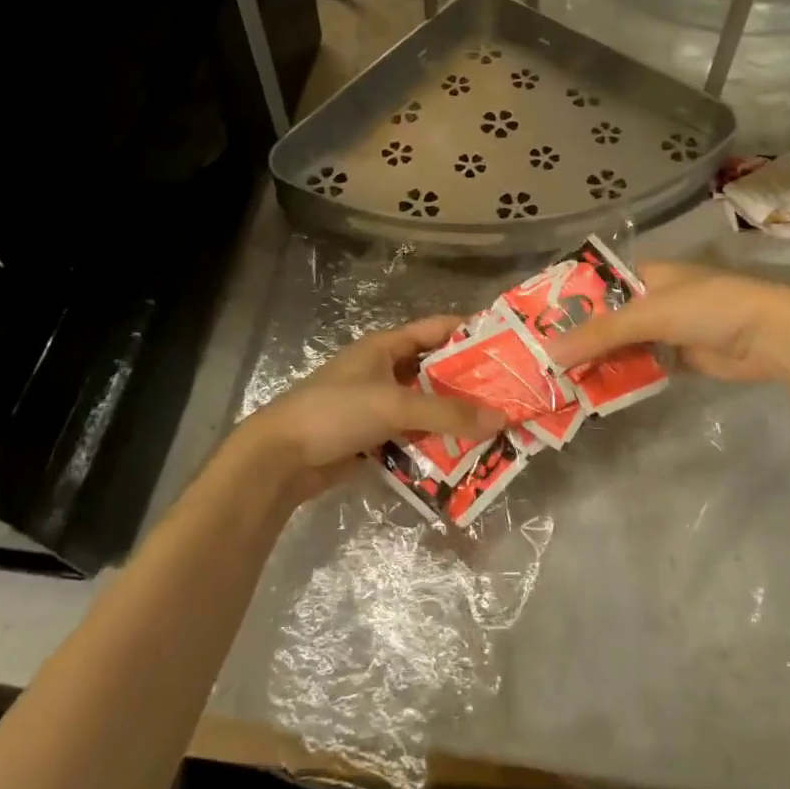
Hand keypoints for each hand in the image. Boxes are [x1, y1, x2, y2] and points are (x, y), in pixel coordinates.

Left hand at [236, 316, 505, 496]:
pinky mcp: (372, 437)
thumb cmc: (336, 412)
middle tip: (510, 396)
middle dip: (469, 384)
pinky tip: (463, 456)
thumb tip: (500, 419)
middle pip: (435, 372)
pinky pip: (412, 436)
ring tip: (495, 430)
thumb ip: (447, 412)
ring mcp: (378, 405)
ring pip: (426, 407)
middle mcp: (385, 370)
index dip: (470, 333)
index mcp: (386, 347)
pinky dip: (434, 444)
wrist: (279, 459)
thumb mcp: (394, 405)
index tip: (508, 345)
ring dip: (454, 418)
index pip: (436, 329)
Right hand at [549, 261, 789, 382]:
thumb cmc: (708, 308)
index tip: (537, 324)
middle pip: (608, 319)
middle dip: (581, 339)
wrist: (769, 336)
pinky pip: (642, 366)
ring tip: (560, 380)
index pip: (598, 285)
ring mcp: (667, 330)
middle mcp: (653, 299)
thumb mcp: (650, 315)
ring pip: (623, 345)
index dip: (569, 303)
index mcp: (646, 275)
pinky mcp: (679, 357)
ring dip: (600, 361)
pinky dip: (623, 376)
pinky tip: (595, 391)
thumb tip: (550, 353)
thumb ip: (601, 333)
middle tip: (543, 361)